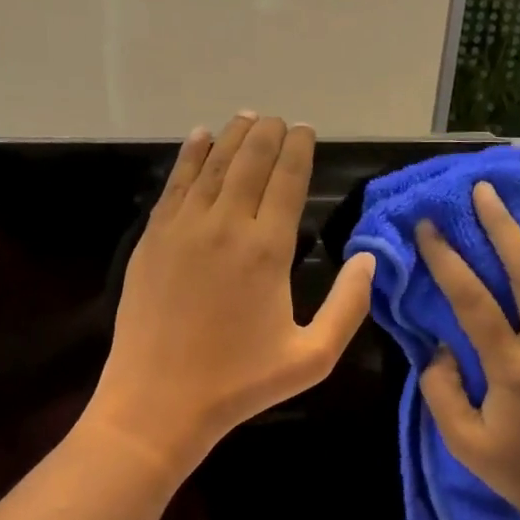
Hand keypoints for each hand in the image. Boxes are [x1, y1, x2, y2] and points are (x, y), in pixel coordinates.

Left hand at [89, 113, 375, 473]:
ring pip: (212, 165)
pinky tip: (199, 138)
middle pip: (249, 162)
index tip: (305, 130)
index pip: (287, 180)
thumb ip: (349, 306)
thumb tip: (368, 258)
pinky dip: (189, 156)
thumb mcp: (312, 358)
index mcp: (267, 249)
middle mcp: (224, 225)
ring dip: (232, 137)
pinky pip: (175, 184)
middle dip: (267, 134)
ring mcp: (182, 228)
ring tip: (246, 118)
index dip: (298, 150)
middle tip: (278, 120)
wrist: (157, 401)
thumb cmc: (239, 384)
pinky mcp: (151, 239)